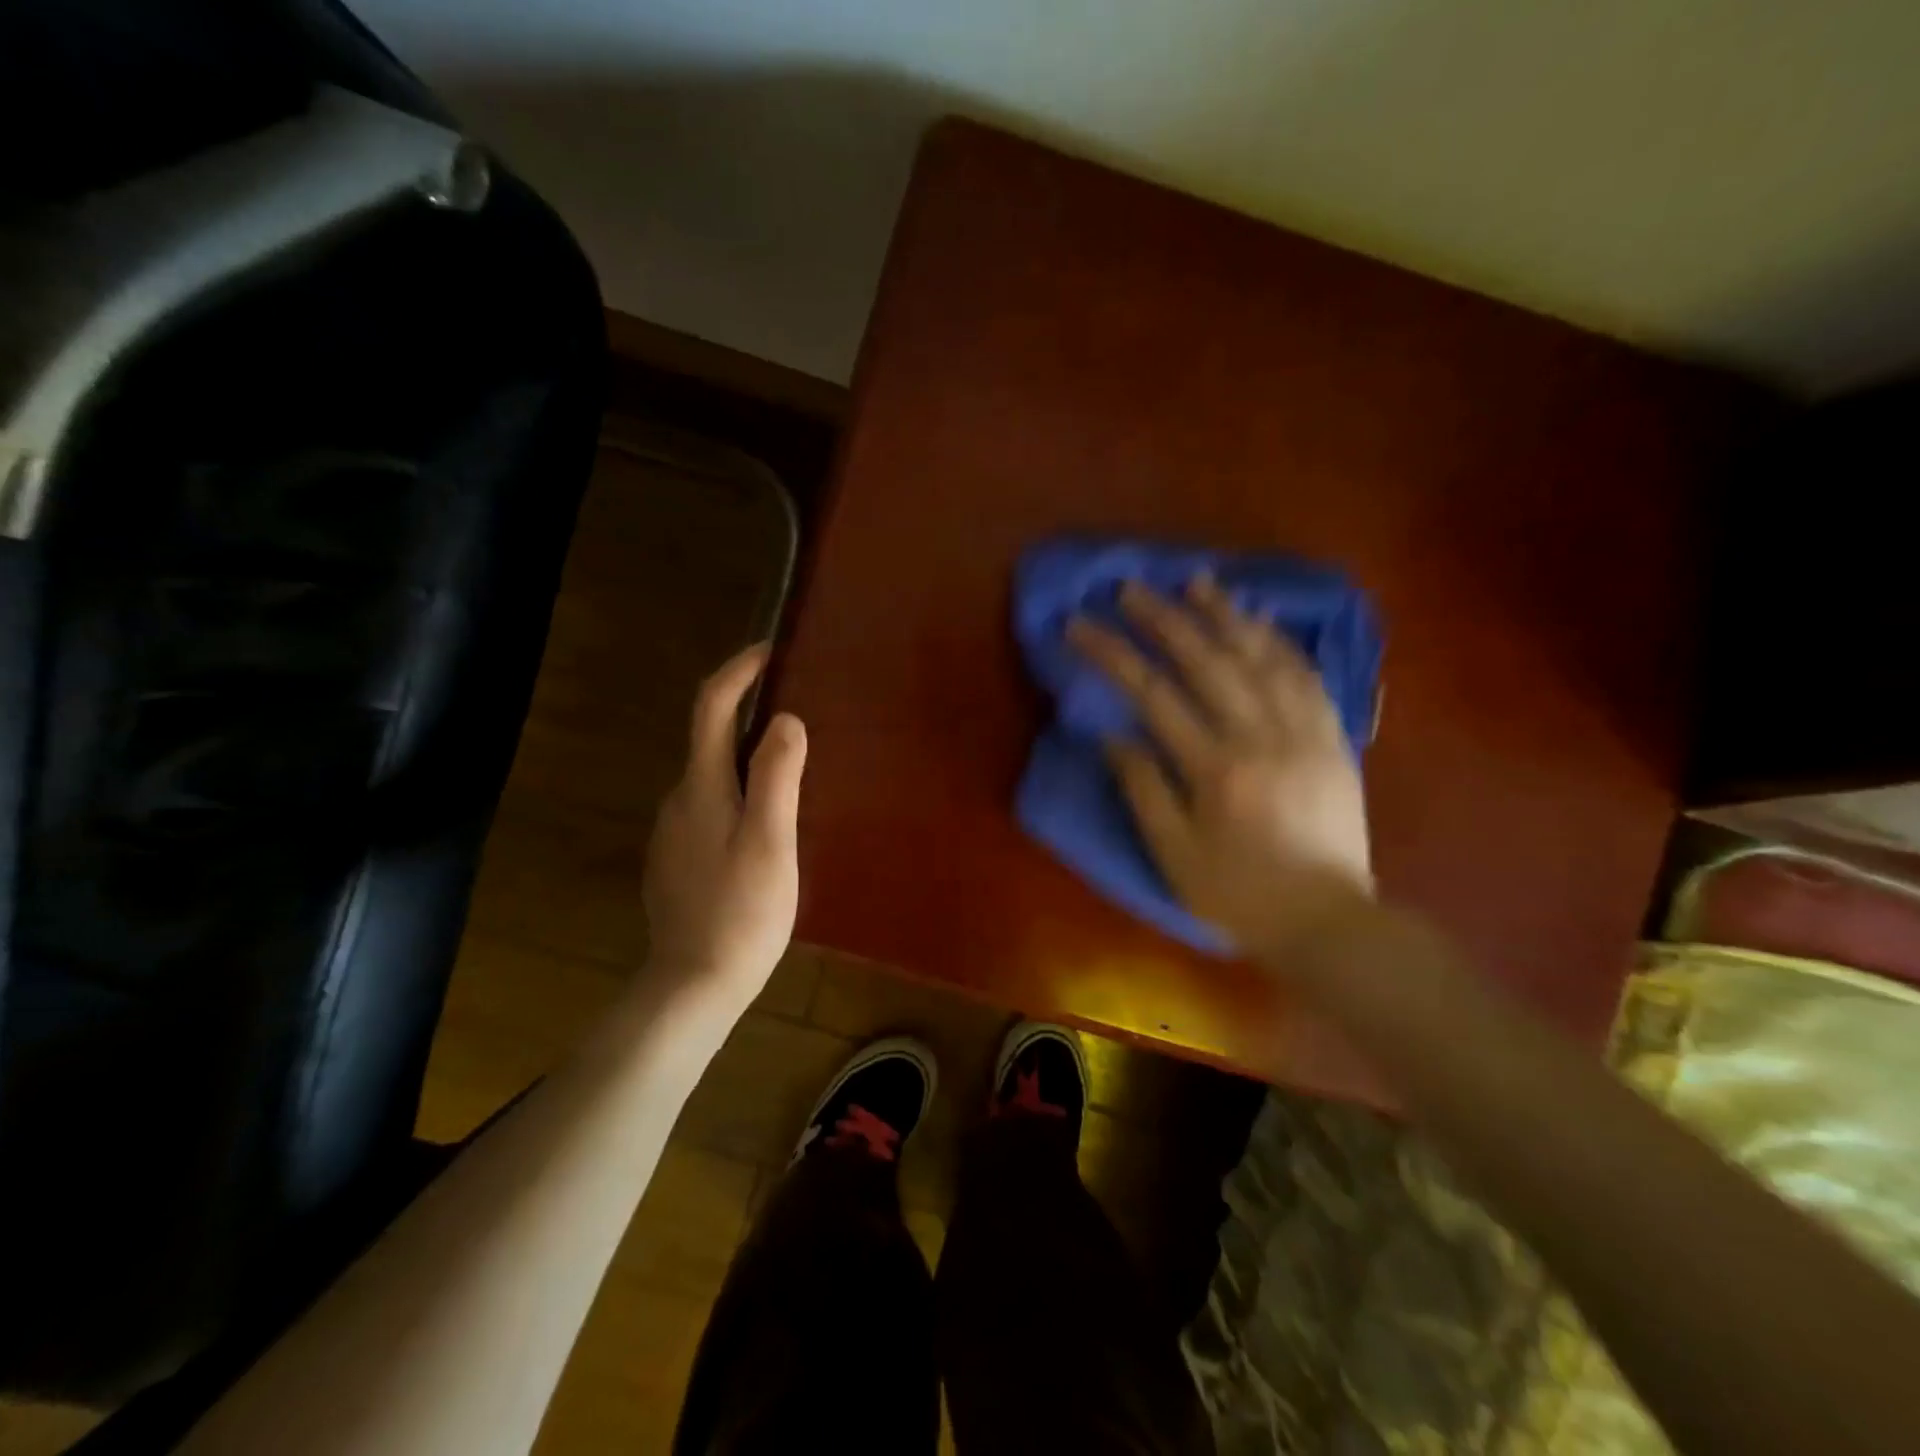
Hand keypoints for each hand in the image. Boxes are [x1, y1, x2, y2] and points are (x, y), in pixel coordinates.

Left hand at [642, 643, 806, 1010]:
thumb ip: (778, 775)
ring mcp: (673, 833)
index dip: (738, 671)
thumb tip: (786, 718)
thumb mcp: (772, 840)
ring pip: (713, 778)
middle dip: (749, 714)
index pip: (712, 707)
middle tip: (799, 714)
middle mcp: (679, 799)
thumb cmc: (742, 911)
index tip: (770, 650)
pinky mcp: (677, 861)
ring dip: (747, 760)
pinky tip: (766, 826)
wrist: (694, 984)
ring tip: (793, 772)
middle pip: (711, 739)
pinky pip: (710, 808)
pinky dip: (738, 795)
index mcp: (702, 787)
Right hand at [1068, 575, 1372, 961]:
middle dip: (1164, 618)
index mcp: (1215, 769)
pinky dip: (1282, 642)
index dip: (1111, 654)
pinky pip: (1308, 677)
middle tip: (1132, 587)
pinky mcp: (1333, 739)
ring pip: (1262, 658)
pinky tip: (1262, 620)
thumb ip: (1143, 791)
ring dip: (1226, 615)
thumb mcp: (1174, 856)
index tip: (1079, 625)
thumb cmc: (1239, 895)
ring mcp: (1304, 733)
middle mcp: (1261, 737)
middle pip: (1206, 662)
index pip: (1152, 694)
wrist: (1330, 923)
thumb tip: (1114, 737)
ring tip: (1197, 581)